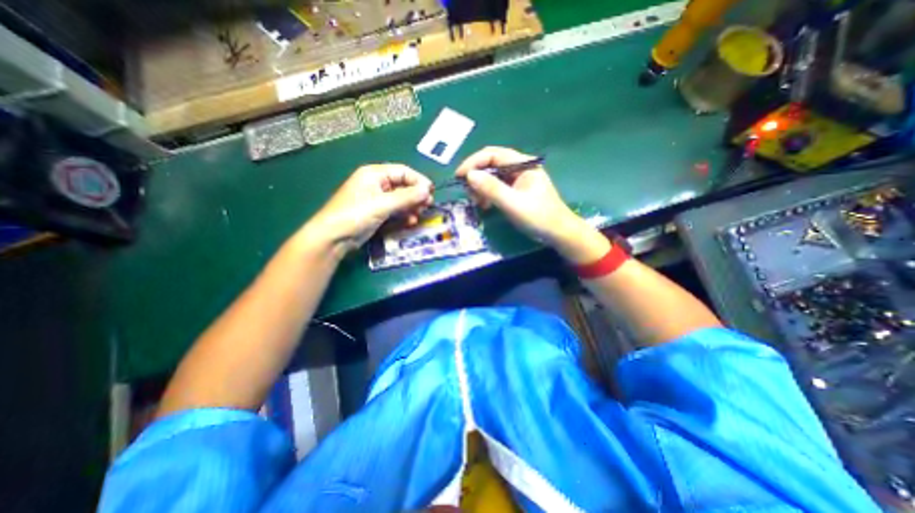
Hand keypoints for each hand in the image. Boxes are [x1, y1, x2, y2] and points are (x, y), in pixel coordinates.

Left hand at [298, 163, 430, 256]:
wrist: (333, 238)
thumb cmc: (356, 215)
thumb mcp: (382, 204)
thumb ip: (406, 197)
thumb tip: (427, 190)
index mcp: (374, 174)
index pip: (403, 172)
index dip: (418, 180)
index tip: (431, 192)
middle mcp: (376, 184)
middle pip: (403, 185)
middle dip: (416, 195)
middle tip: (428, 205)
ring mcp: (377, 199)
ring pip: (401, 199)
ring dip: (412, 206)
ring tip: (420, 214)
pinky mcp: (377, 213)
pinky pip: (395, 210)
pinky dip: (404, 214)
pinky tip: (410, 221)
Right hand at [457, 147, 584, 244]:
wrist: (558, 233)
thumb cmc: (538, 217)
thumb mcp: (513, 203)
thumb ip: (492, 188)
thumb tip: (469, 175)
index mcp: (522, 164)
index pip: (493, 154)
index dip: (473, 162)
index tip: (459, 176)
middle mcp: (519, 167)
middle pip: (491, 164)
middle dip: (477, 177)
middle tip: (469, 194)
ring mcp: (518, 179)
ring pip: (492, 176)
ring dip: (481, 188)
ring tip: (478, 202)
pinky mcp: (516, 191)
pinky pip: (496, 187)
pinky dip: (488, 195)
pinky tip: (485, 205)